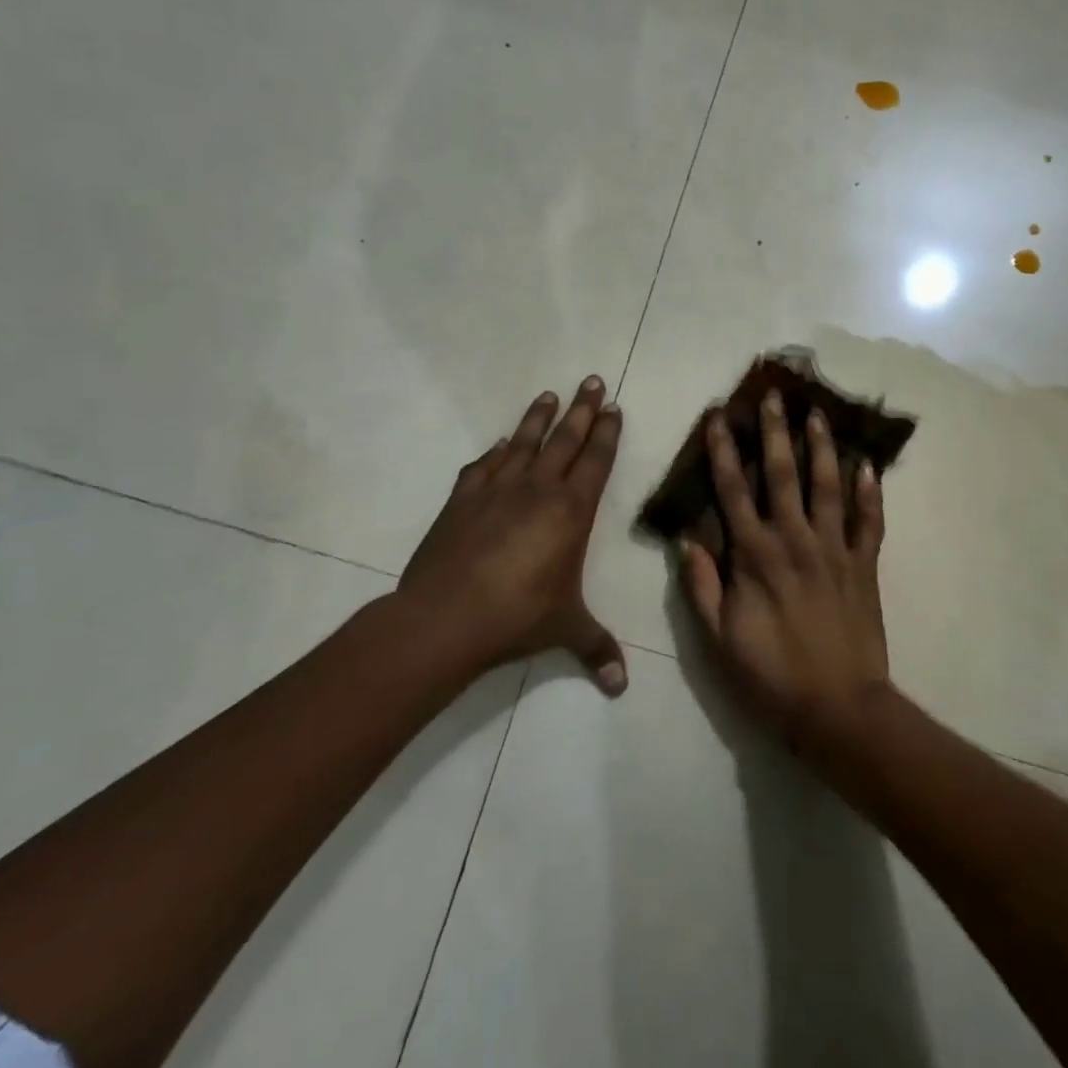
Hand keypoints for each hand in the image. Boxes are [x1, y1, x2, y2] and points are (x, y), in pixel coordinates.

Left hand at [397, 377, 628, 694]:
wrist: (446, 617)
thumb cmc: (518, 617)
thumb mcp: (565, 630)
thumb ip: (596, 650)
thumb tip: (621, 687)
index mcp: (571, 511)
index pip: (596, 460)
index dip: (607, 433)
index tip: (613, 407)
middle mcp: (538, 489)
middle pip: (565, 439)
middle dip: (582, 409)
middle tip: (592, 380)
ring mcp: (496, 490)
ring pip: (523, 442)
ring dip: (538, 418)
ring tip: (549, 395)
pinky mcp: (462, 500)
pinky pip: (482, 466)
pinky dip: (493, 451)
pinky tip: (498, 442)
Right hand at [681, 389, 891, 753]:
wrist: (837, 708)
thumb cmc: (770, 675)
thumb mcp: (719, 638)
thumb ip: (702, 586)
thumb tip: (687, 540)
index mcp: (754, 556)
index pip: (732, 491)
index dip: (722, 452)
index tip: (718, 418)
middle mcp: (794, 540)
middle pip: (782, 475)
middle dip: (774, 432)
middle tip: (774, 396)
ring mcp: (834, 550)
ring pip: (828, 487)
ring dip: (822, 448)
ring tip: (818, 414)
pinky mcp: (864, 565)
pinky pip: (869, 522)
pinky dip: (870, 493)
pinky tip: (869, 466)